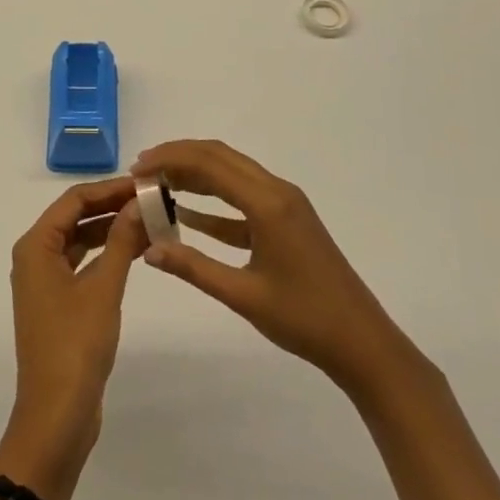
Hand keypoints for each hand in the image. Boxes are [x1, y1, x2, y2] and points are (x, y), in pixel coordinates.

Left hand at [0, 177, 146, 499]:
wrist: (56, 416)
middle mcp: (35, 256)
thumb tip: (140, 202)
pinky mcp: (57, 303)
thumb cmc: (76, 345)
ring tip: (150, 221)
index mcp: (35, 246)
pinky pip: (82, 263)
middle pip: (75, 217)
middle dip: (112, 206)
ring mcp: (45, 281)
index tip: (144, 183)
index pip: (74, 199)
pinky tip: (135, 251)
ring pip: (80, 240)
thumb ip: (122, 240)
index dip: (110, 188)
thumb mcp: (104, 288)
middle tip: (152, 200)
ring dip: (111, 230)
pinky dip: (107, 254)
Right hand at [134, 139, 418, 393]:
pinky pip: (243, 199)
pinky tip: (187, 215)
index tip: (137, 169)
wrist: (362, 343)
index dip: (170, 159)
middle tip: (142, 171)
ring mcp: (284, 204)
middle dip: (179, 157)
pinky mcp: (286, 221)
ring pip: (231, 173)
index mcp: (267, 202)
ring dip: (195, 174)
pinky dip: (214, 203)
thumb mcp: (243, 296)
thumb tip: (149, 250)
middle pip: (219, 157)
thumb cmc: (304, 319)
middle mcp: (276, 191)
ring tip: (158, 184)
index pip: (209, 163)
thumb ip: (193, 268)